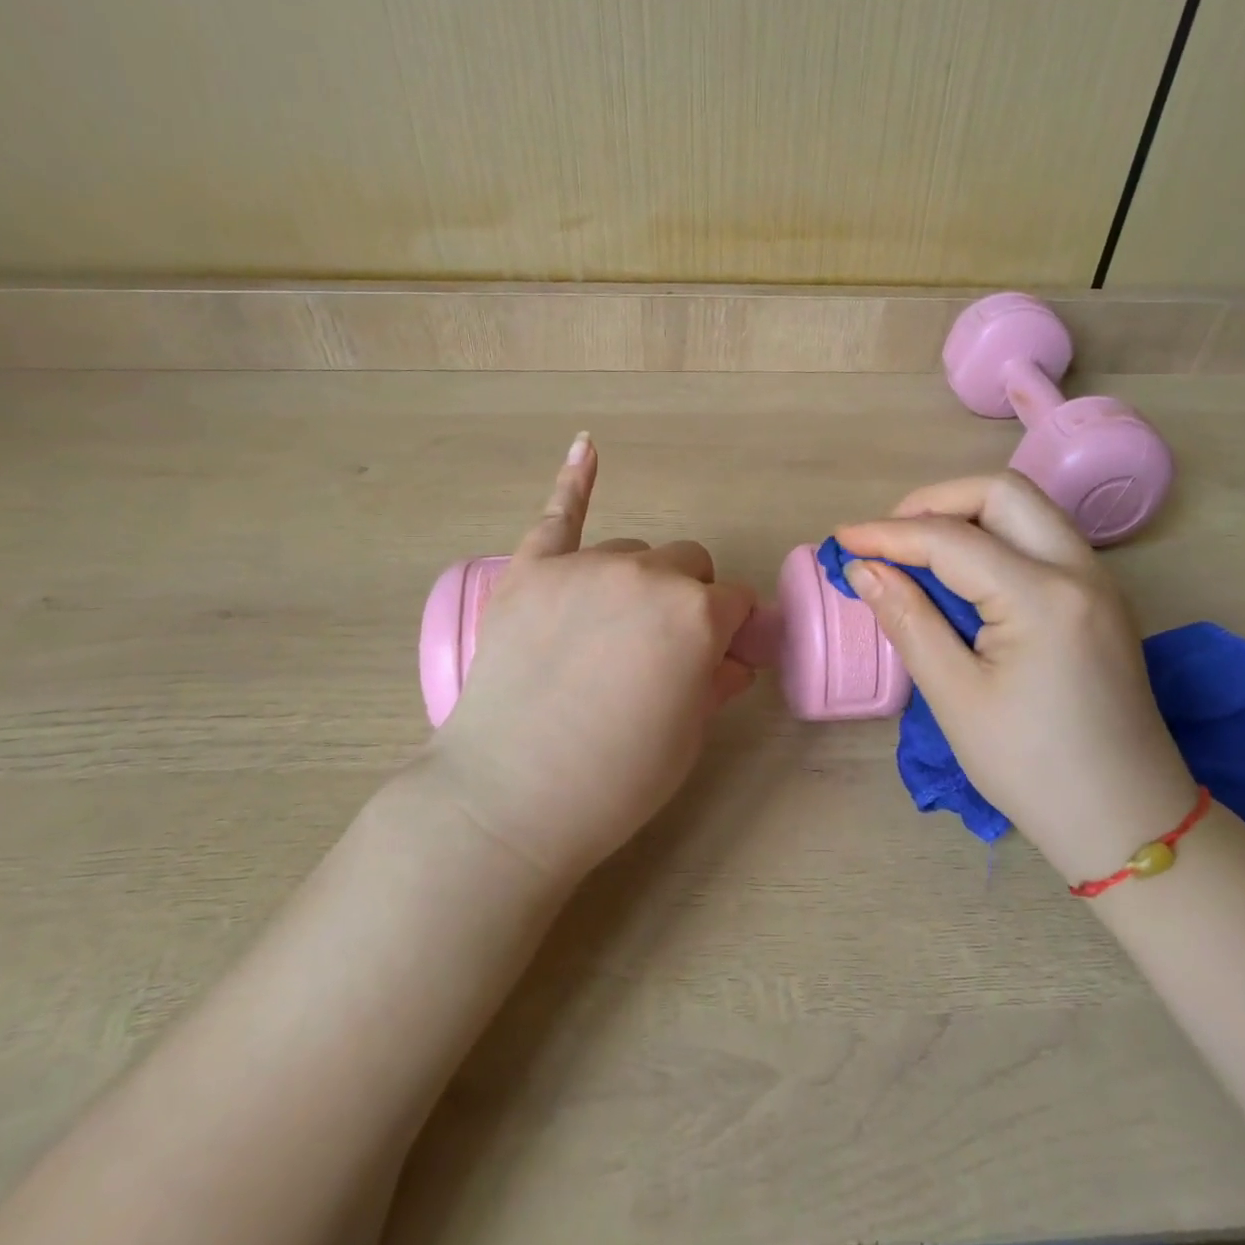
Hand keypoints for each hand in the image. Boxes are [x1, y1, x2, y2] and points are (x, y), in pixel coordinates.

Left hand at [425, 434, 756, 883]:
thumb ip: (715, 681)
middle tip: (660, 649)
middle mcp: (646, 575)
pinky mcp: (530, 570)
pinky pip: (559, 513)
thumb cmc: (614, 780)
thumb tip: (730, 657)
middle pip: (687, 564)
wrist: (508, 798)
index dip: (732, 633)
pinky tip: (587, 446)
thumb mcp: (687, 737)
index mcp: (696, 615)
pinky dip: (575, 481)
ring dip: (637, 580)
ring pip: (632, 551)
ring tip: (606, 630)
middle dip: (688, 598)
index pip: (736, 603)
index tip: (719, 659)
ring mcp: (584, 565)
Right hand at [834, 472, 1196, 884]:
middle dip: (934, 502)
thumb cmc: (1033, 769)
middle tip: (887, 540)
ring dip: (965, 515)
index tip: (841, 539)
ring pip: (1025, 509)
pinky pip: (1039, 539)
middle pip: (1001, 493)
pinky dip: (992, 538)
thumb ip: (908, 621)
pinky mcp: (1098, 598)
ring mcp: (1097, 581)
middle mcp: (1079, 570)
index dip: (888, 533)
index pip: (951, 539)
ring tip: (915, 552)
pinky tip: (959, 575)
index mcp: (1043, 597)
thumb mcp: (956, 698)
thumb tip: (864, 569)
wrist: (1128, 821)